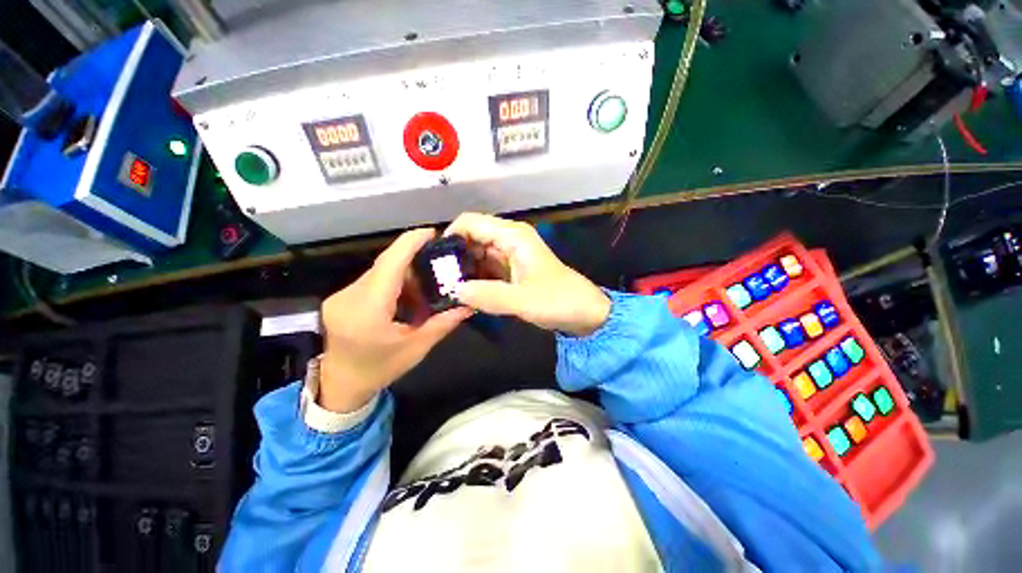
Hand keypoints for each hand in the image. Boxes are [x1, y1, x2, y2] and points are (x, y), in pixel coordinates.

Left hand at [319, 228, 471, 412]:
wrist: (342, 385)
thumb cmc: (380, 369)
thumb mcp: (417, 348)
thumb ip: (444, 323)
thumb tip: (469, 305)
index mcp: (368, 309)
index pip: (390, 264)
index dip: (410, 243)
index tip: (432, 232)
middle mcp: (349, 296)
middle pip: (385, 265)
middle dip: (412, 258)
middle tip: (438, 262)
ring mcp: (341, 296)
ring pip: (379, 271)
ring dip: (404, 272)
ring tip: (426, 283)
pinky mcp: (341, 298)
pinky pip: (372, 280)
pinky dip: (393, 282)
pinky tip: (407, 295)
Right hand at [445, 213, 609, 336]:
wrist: (584, 312)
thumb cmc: (559, 301)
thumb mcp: (523, 301)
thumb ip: (488, 296)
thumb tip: (453, 291)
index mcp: (512, 236)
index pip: (470, 222)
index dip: (450, 236)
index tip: (435, 261)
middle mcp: (509, 239)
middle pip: (471, 238)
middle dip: (454, 256)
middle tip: (437, 280)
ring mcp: (510, 255)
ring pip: (476, 254)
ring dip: (463, 269)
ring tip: (446, 288)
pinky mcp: (511, 270)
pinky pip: (485, 268)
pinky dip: (474, 278)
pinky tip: (464, 293)